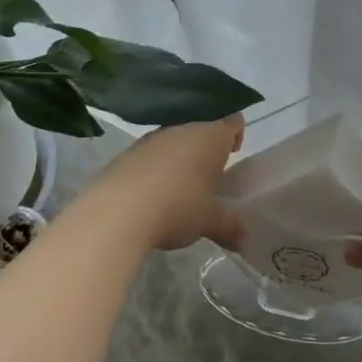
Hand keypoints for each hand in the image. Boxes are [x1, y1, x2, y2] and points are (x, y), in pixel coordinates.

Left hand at [76, 114, 245, 252]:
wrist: (116, 212)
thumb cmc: (177, 207)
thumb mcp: (209, 221)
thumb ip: (229, 226)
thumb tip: (245, 240)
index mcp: (209, 137)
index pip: (231, 122)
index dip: (236, 134)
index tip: (234, 151)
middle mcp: (181, 130)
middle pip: (200, 131)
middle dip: (206, 150)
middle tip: (210, 175)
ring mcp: (151, 139)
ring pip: (174, 142)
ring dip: (179, 159)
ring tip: (181, 188)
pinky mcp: (126, 154)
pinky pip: (150, 156)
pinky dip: (155, 169)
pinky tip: (152, 194)